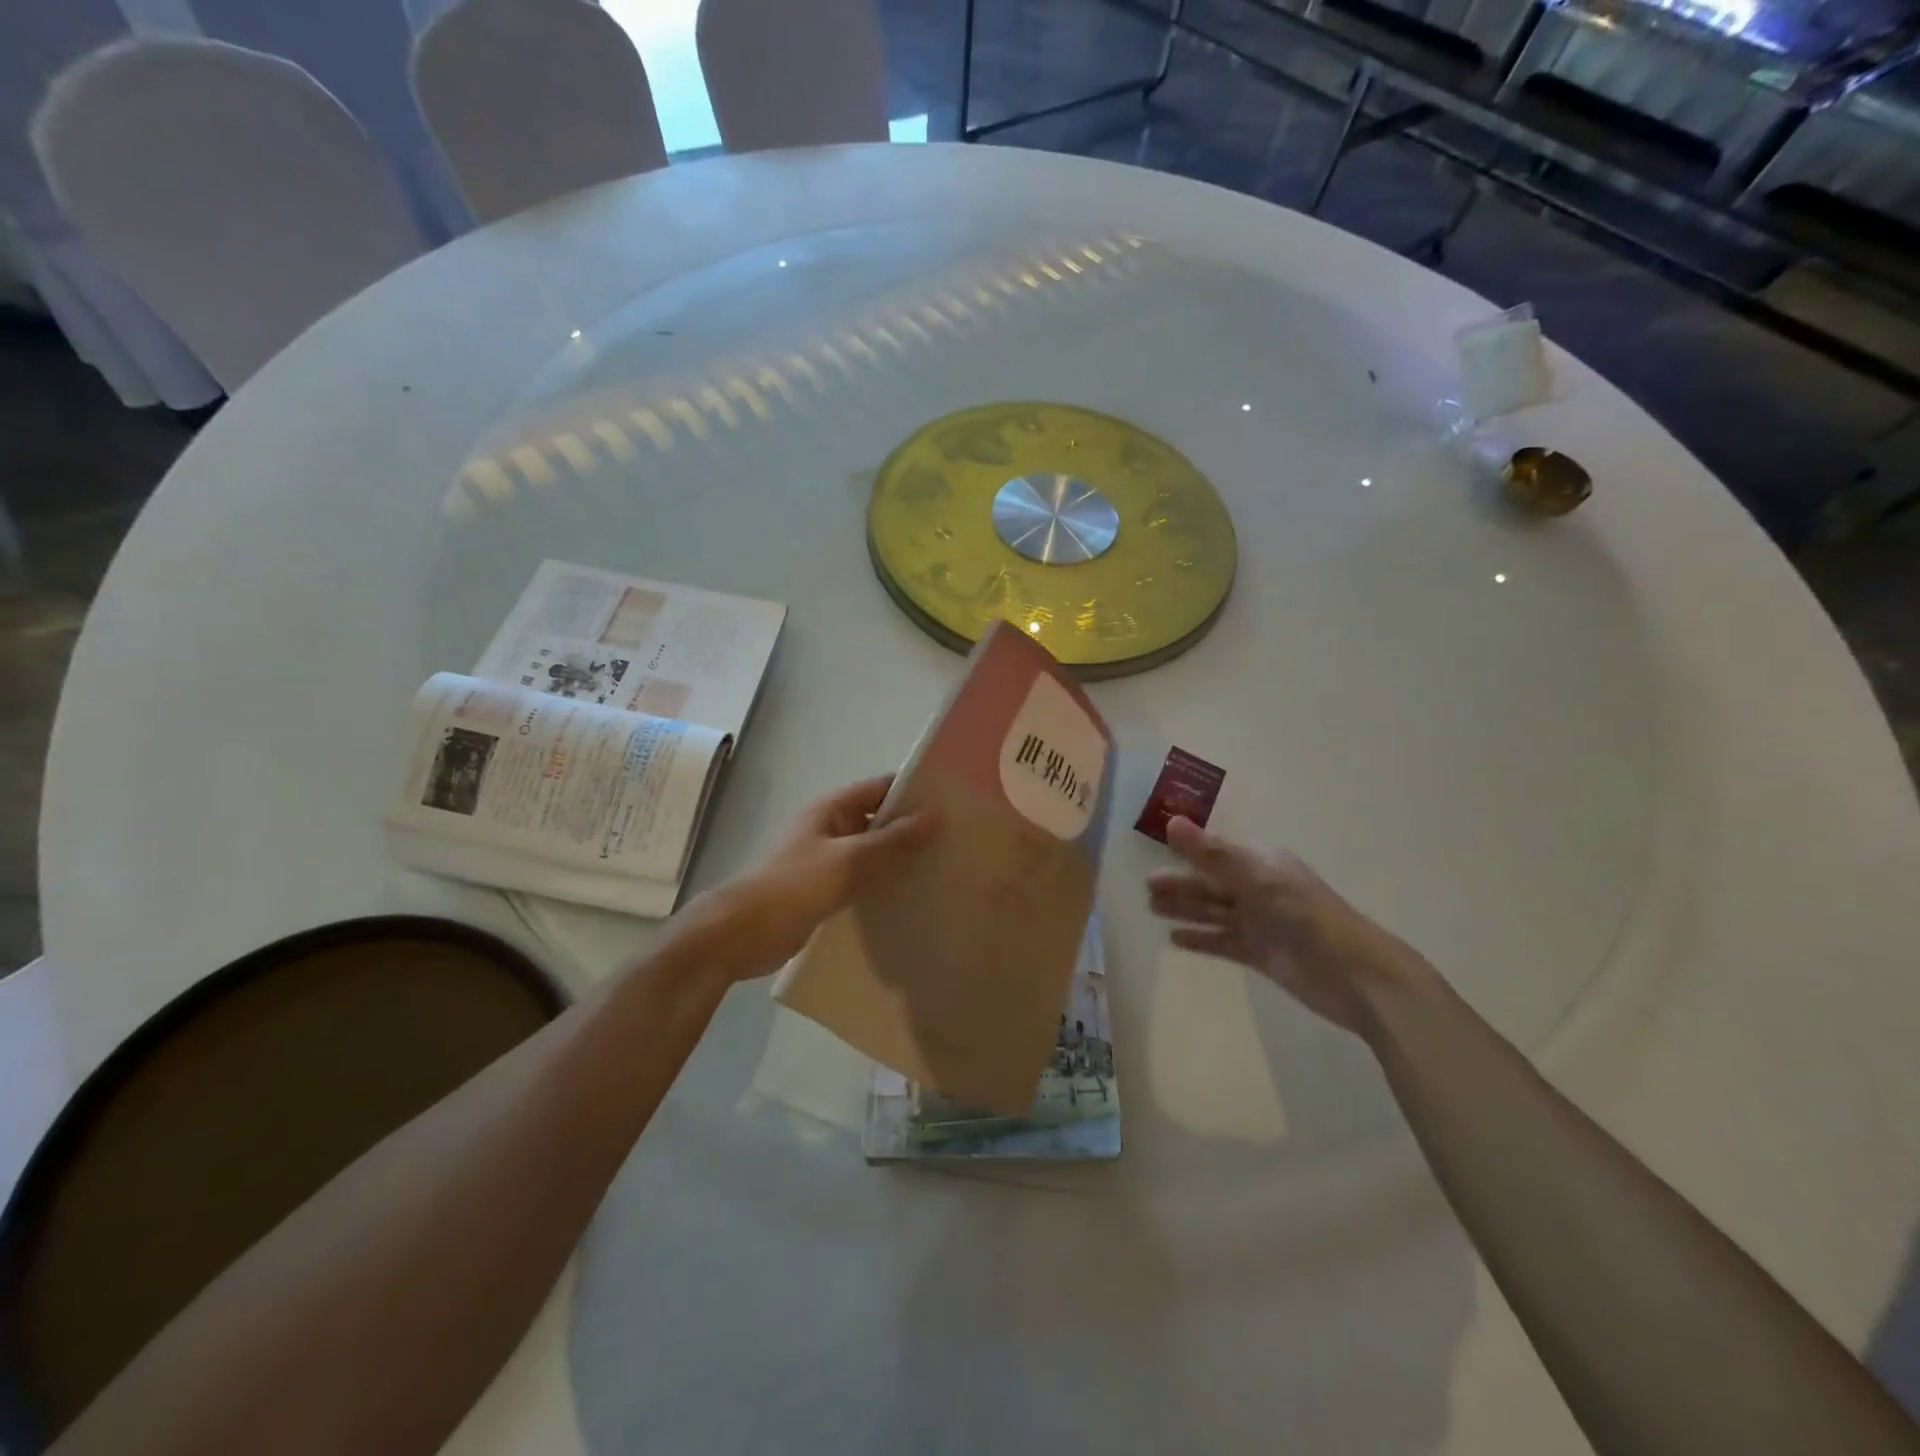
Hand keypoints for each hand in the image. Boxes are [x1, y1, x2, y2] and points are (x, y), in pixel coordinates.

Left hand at [690, 775, 938, 981]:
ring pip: (875, 852)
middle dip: (914, 827)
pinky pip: (865, 880)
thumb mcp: (848, 860)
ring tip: (946, 866)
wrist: (741, 935)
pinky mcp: (828, 892)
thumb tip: (936, 815)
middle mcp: (832, 829)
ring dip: (902, 858)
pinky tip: (915, 895)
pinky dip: (887, 883)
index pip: (881, 788)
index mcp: (832, 809)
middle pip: (880, 820)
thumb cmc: (794, 887)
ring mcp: (829, 861)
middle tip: (960, 838)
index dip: (914, 791)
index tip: (954, 800)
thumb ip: (892, 841)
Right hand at [1145, 818, 1433, 1036]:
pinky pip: (1222, 941)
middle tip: (1146, 888)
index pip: (1216, 853)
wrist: (1355, 976)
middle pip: (1211, 883)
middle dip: (1180, 884)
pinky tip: (1175, 940)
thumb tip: (1171, 822)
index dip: (1187, 852)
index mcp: (1261, 864)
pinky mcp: (1261, 954)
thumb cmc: (1306, 916)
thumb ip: (1211, 854)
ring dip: (1184, 909)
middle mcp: (1258, 889)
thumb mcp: (1257, 878)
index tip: (1155, 852)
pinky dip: (1201, 939)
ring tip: (1152, 909)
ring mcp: (1260, 923)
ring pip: (1213, 911)